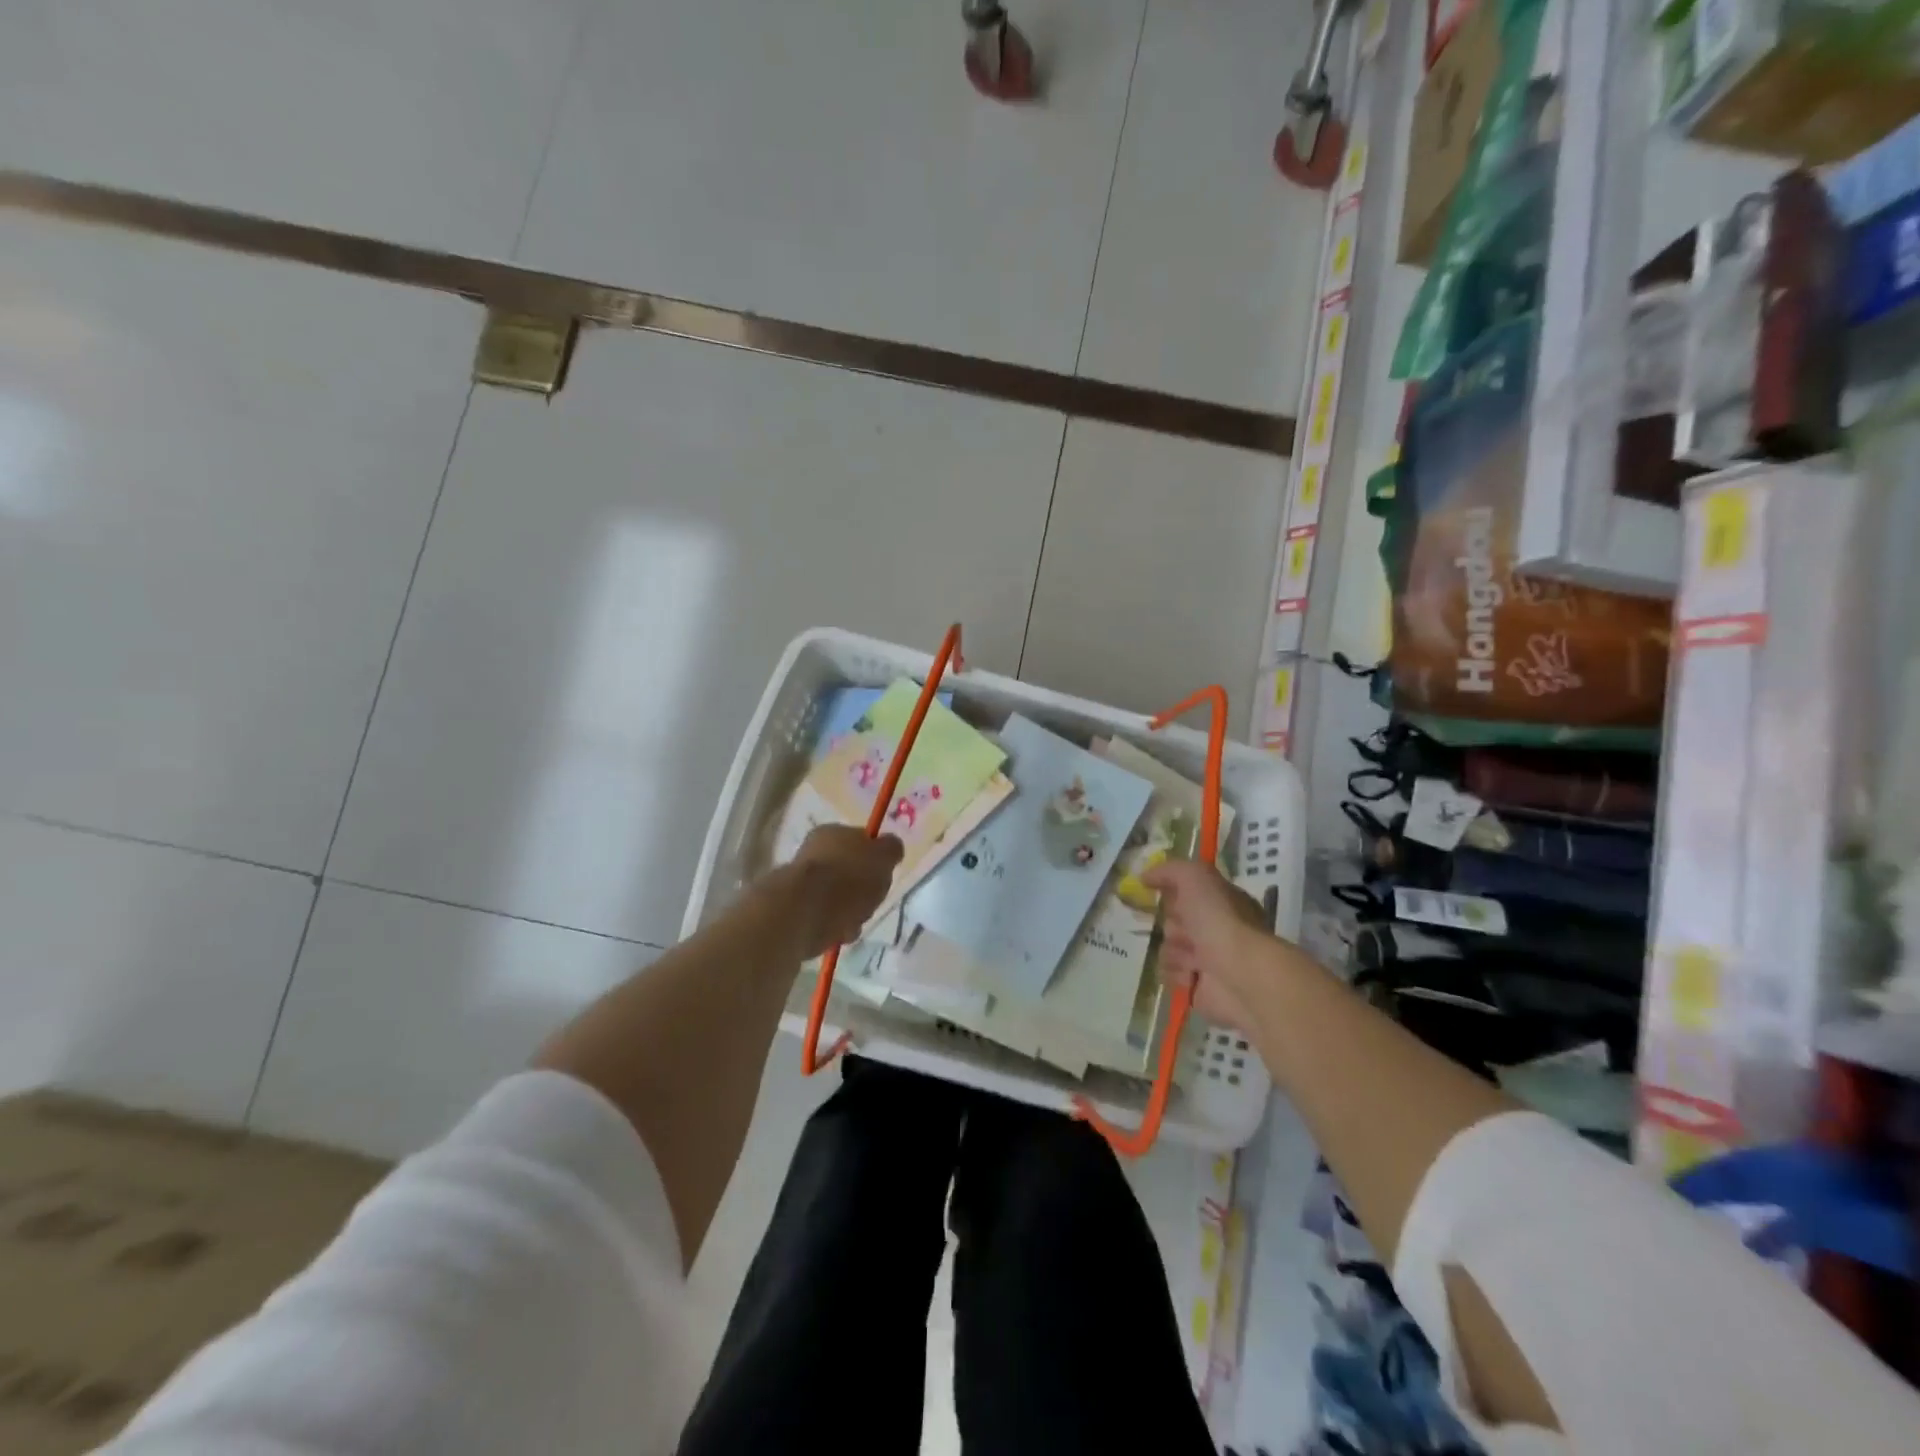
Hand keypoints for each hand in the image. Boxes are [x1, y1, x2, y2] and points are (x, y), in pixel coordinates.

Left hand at [774, 826, 903, 957]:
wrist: (804, 913)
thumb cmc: (849, 877)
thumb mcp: (883, 856)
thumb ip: (890, 849)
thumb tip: (890, 847)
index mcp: (832, 833)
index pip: (859, 840)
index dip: (875, 858)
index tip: (884, 875)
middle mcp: (812, 853)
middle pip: (848, 872)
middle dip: (862, 891)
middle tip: (872, 901)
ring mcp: (799, 884)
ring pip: (836, 898)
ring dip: (850, 912)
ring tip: (855, 922)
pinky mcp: (793, 912)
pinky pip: (824, 919)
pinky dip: (834, 927)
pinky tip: (839, 933)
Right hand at [1143, 859, 1302, 1035]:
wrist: (1239, 973)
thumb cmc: (1220, 919)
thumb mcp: (1195, 877)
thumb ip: (1169, 870)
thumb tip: (1145, 878)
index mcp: (1220, 902)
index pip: (1185, 892)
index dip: (1173, 892)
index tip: (1161, 894)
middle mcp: (1214, 929)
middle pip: (1172, 920)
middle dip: (1173, 924)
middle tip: (1187, 931)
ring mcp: (1206, 959)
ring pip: (1167, 948)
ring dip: (1175, 951)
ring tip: (1194, 958)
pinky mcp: (1197, 987)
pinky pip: (1169, 975)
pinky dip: (1176, 974)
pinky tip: (1192, 975)